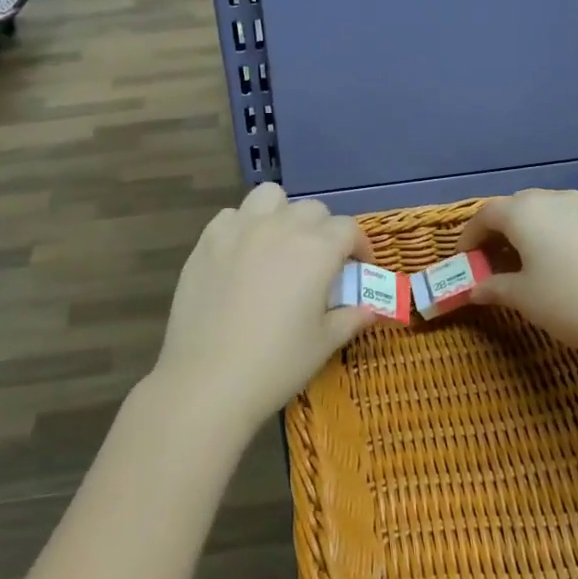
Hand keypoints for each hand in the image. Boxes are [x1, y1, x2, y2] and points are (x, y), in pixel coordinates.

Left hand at [149, 184, 379, 445]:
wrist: (208, 380)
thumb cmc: (276, 364)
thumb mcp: (324, 343)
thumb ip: (351, 317)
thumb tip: (370, 308)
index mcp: (316, 250)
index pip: (347, 229)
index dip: (359, 246)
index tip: (358, 268)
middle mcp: (279, 228)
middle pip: (312, 209)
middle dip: (324, 230)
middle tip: (320, 262)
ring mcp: (239, 230)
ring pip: (270, 197)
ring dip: (283, 213)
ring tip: (280, 244)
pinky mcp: (207, 242)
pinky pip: (231, 216)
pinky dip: (244, 226)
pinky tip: (243, 255)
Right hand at [458, 189, 577, 359]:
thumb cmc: (571, 301)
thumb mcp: (524, 298)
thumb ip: (494, 287)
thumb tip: (475, 288)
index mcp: (523, 212)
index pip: (485, 215)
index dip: (469, 237)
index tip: (464, 260)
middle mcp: (551, 199)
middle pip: (513, 208)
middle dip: (497, 232)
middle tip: (490, 262)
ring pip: (542, 212)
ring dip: (525, 232)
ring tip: (523, 263)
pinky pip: (566, 220)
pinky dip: (551, 235)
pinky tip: (556, 263)